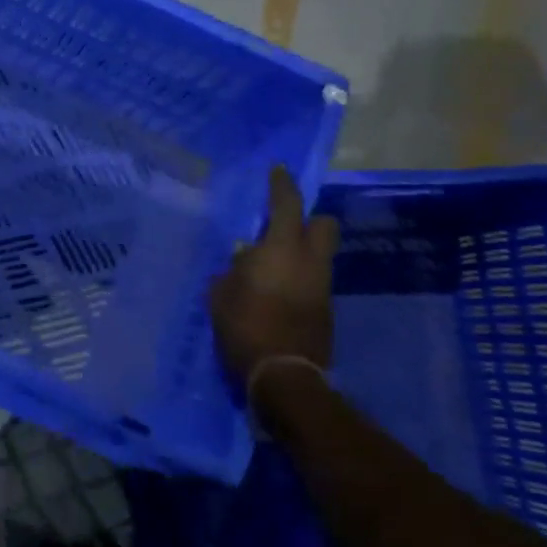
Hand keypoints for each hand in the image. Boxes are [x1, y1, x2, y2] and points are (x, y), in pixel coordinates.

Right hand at [208, 165, 339, 381]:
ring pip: (320, 254)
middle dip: (308, 220)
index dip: (282, 185)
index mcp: (282, 250)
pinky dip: (299, 277)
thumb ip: (232, 271)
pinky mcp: (325, 310)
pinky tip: (276, 292)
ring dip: (301, 251)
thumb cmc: (245, 327)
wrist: (283, 375)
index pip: (288, 205)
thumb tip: (242, 259)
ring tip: (271, 265)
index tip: (277, 171)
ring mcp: (322, 287)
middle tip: (282, 226)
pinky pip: (314, 280)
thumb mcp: (221, 295)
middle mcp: (310, 262)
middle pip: (324, 225)